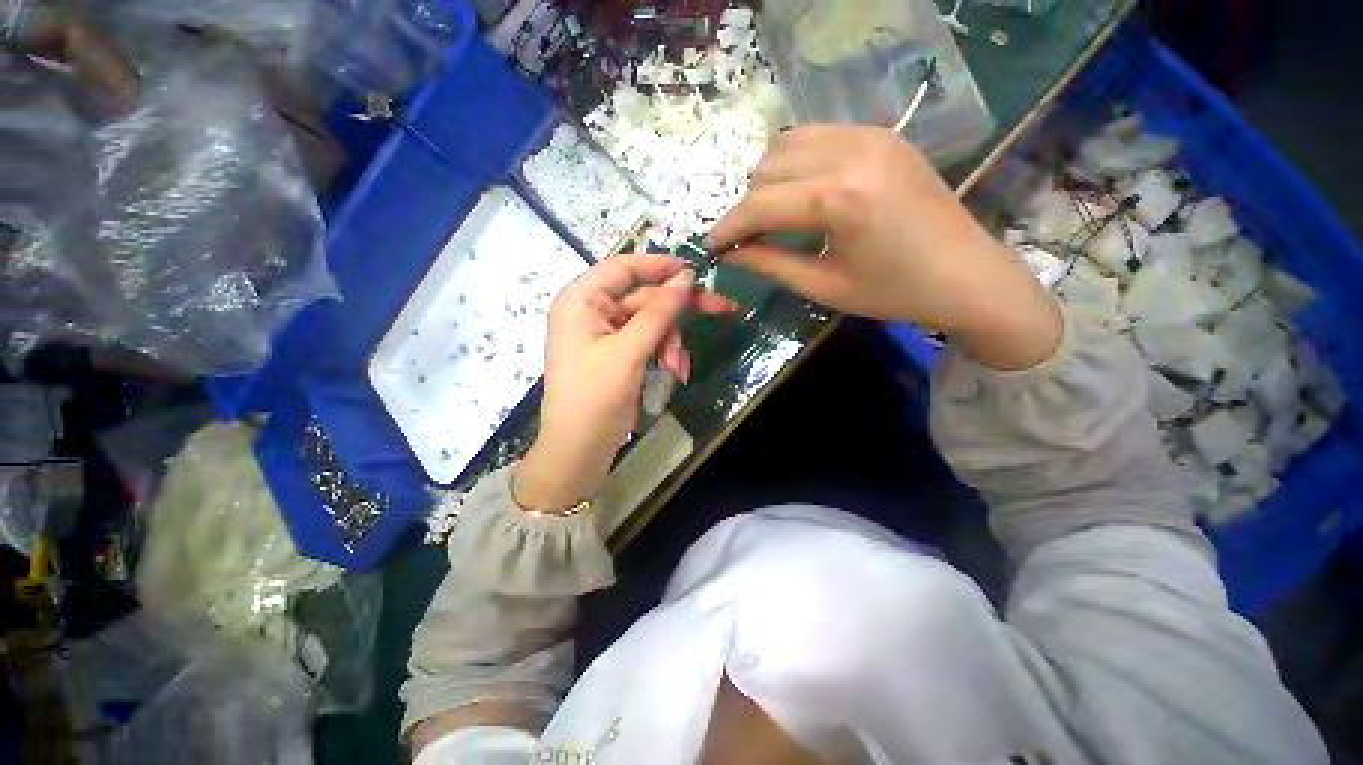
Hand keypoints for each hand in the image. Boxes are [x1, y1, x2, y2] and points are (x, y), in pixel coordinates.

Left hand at [514, 255, 736, 512]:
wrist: (579, 451)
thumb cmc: (594, 398)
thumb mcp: (628, 352)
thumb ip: (658, 312)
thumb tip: (686, 277)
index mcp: (581, 301)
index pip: (623, 267)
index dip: (660, 265)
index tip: (695, 270)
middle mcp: (592, 311)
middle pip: (644, 297)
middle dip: (677, 313)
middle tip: (721, 308)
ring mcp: (606, 334)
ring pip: (652, 322)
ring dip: (671, 342)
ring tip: (677, 369)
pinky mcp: (619, 354)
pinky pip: (649, 342)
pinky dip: (664, 354)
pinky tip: (673, 373)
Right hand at [710, 125, 1061, 369]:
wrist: (966, 275)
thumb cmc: (893, 292)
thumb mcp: (822, 286)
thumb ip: (769, 264)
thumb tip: (729, 254)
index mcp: (839, 199)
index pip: (760, 205)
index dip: (729, 227)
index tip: (711, 246)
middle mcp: (851, 153)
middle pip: (768, 167)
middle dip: (749, 205)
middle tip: (748, 238)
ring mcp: (870, 136)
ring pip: (789, 143)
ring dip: (769, 179)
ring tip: (773, 214)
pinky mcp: (881, 134)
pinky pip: (818, 136)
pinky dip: (797, 161)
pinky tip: (803, 191)